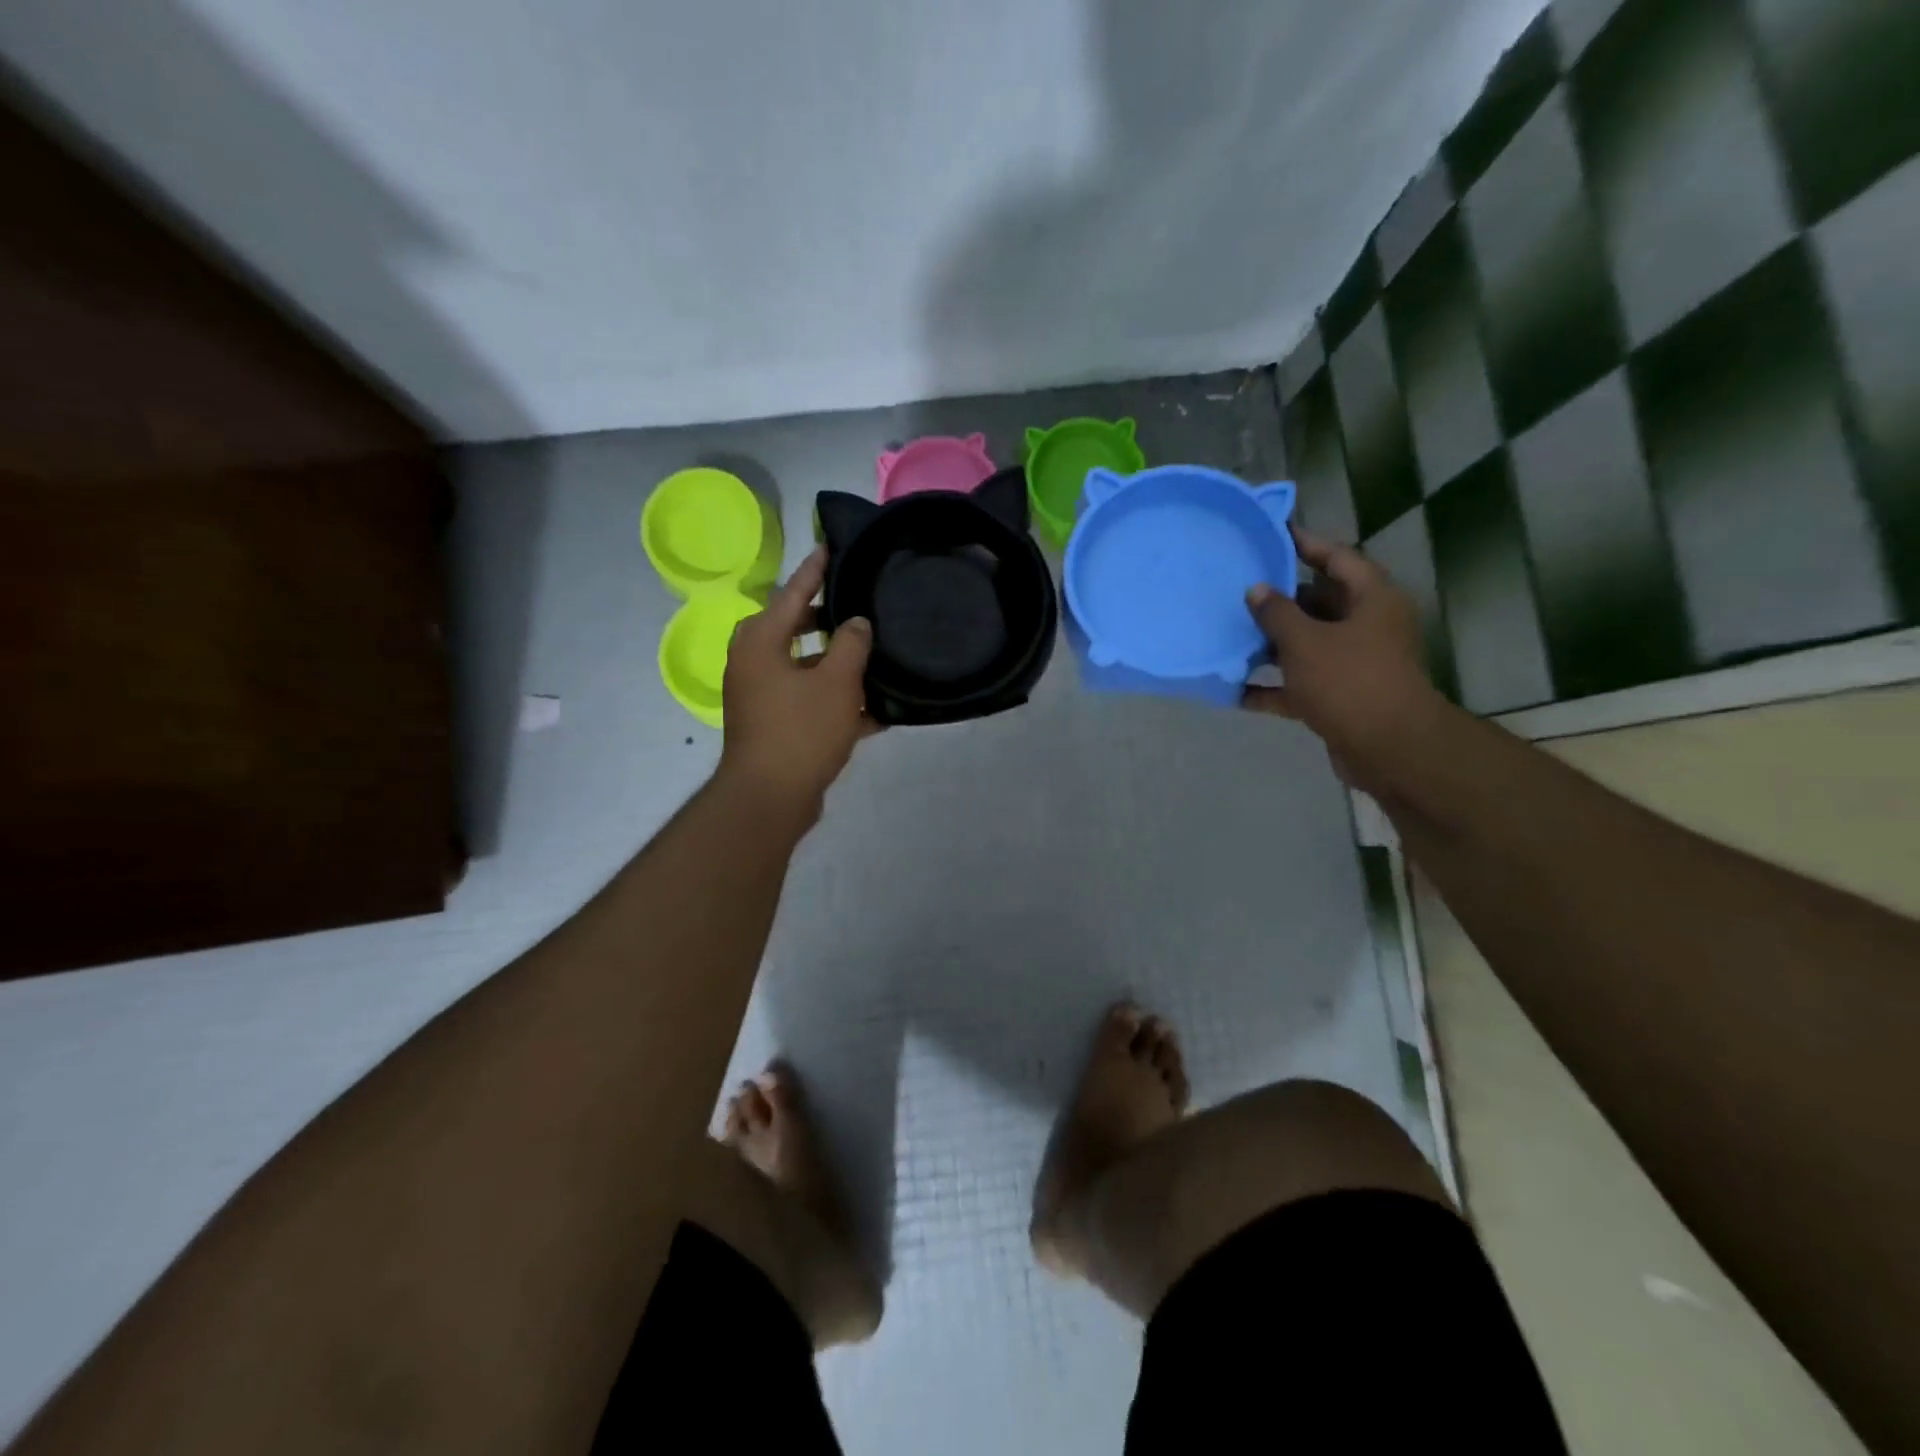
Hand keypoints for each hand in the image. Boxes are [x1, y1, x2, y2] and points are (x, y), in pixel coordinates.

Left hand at [718, 548, 877, 823]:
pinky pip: (807, 701)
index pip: (791, 593)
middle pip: (793, 629)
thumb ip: (851, 644)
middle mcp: (754, 664)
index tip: (829, 546)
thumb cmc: (800, 731)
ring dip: (836, 665)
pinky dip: (834, 701)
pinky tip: (875, 710)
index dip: (814, 571)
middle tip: (857, 605)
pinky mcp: (774, 725)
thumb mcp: (836, 683)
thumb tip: (856, 622)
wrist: (770, 799)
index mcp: (760, 642)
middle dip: (826, 620)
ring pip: (804, 668)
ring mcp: (761, 697)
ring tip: (873, 656)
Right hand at [1242, 526, 1444, 792]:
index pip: (1337, 558)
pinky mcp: (1340, 697)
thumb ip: (1276, 613)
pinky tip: (1236, 689)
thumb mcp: (1305, 641)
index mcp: (1371, 600)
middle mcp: (1367, 626)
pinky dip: (1272, 687)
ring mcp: (1354, 664)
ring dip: (1271, 644)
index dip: (1305, 544)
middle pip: (1320, 603)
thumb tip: (1257, 590)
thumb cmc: (1349, 681)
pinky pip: (1299, 684)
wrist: (1388, 748)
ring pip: (1307, 645)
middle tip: (1239, 588)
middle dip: (1280, 599)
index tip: (1273, 533)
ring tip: (1229, 635)